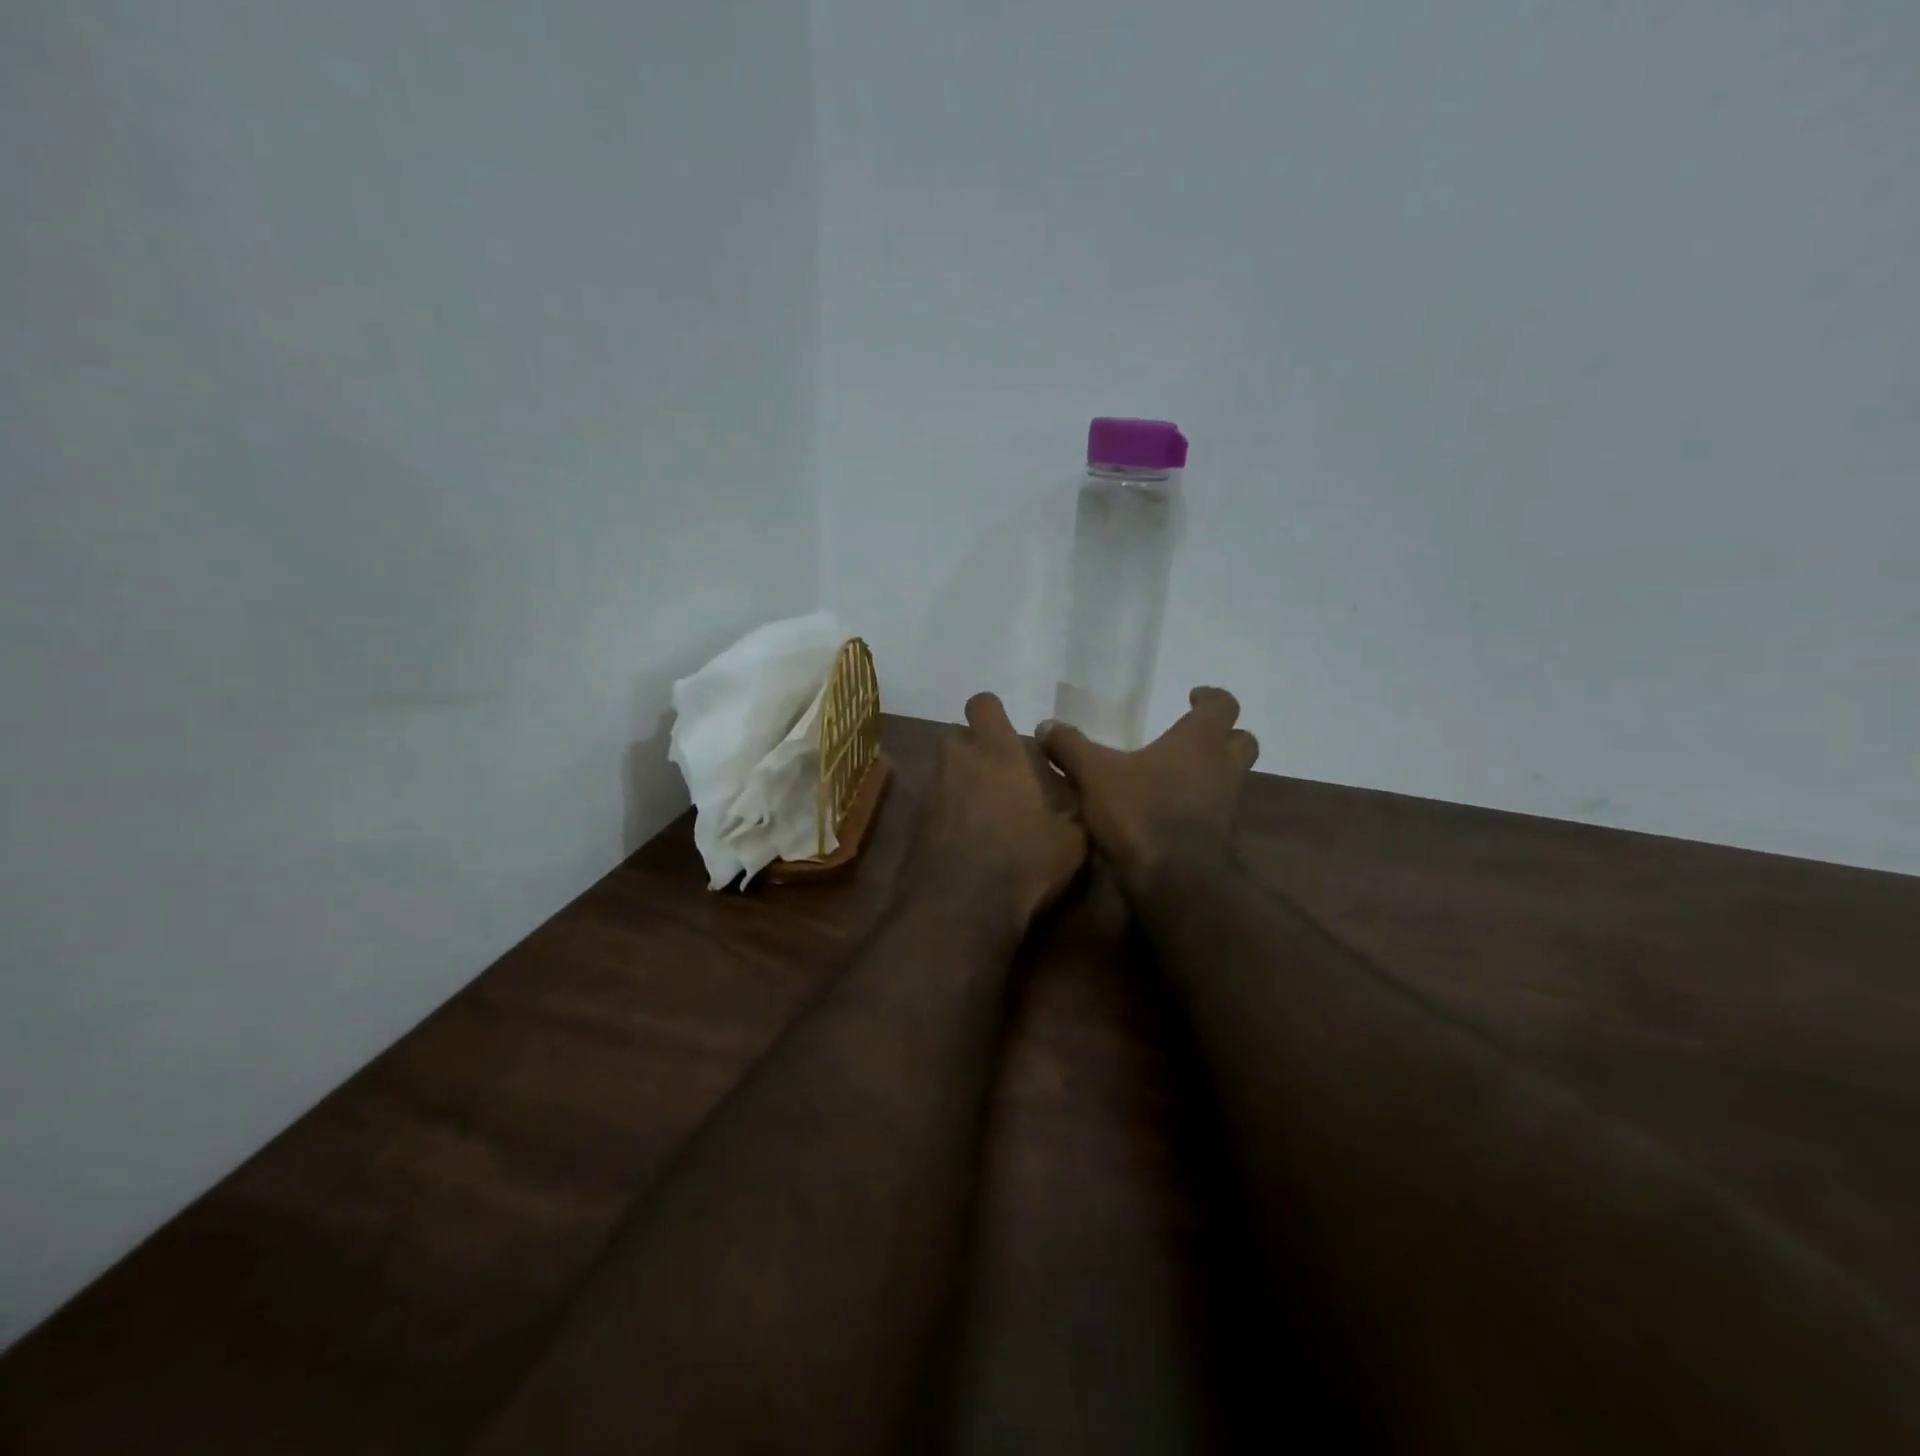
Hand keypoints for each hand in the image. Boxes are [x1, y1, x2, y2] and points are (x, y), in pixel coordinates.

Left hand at [911, 693, 1088, 929]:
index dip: (993, 714)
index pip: (983, 705)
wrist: (960, 910)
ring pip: (944, 772)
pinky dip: (948, 815)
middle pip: (957, 736)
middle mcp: (957, 763)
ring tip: (986, 814)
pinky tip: (967, 843)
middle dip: (974, 749)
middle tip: (1000, 776)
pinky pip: (934, 805)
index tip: (1008, 734)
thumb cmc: (1023, 863)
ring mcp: (931, 794)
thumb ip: (1074, 811)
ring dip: (961, 783)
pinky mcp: (913, 825)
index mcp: (997, 754)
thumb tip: (1079, 801)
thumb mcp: (1072, 841)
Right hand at [1040, 687, 1258, 887]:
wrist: (1175, 881)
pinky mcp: (1222, 838)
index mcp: (1199, 741)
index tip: (1193, 697)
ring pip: (1232, 778)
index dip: (1211, 698)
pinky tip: (1170, 813)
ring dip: (1213, 773)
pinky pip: (1218, 811)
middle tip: (1193, 739)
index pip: (1223, 705)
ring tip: (1176, 777)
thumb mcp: (1093, 775)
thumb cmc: (1140, 812)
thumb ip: (1070, 747)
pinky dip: (1201, 807)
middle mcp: (1223, 768)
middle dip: (1223, 736)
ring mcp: (1228, 805)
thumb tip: (1046, 725)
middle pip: (1242, 740)